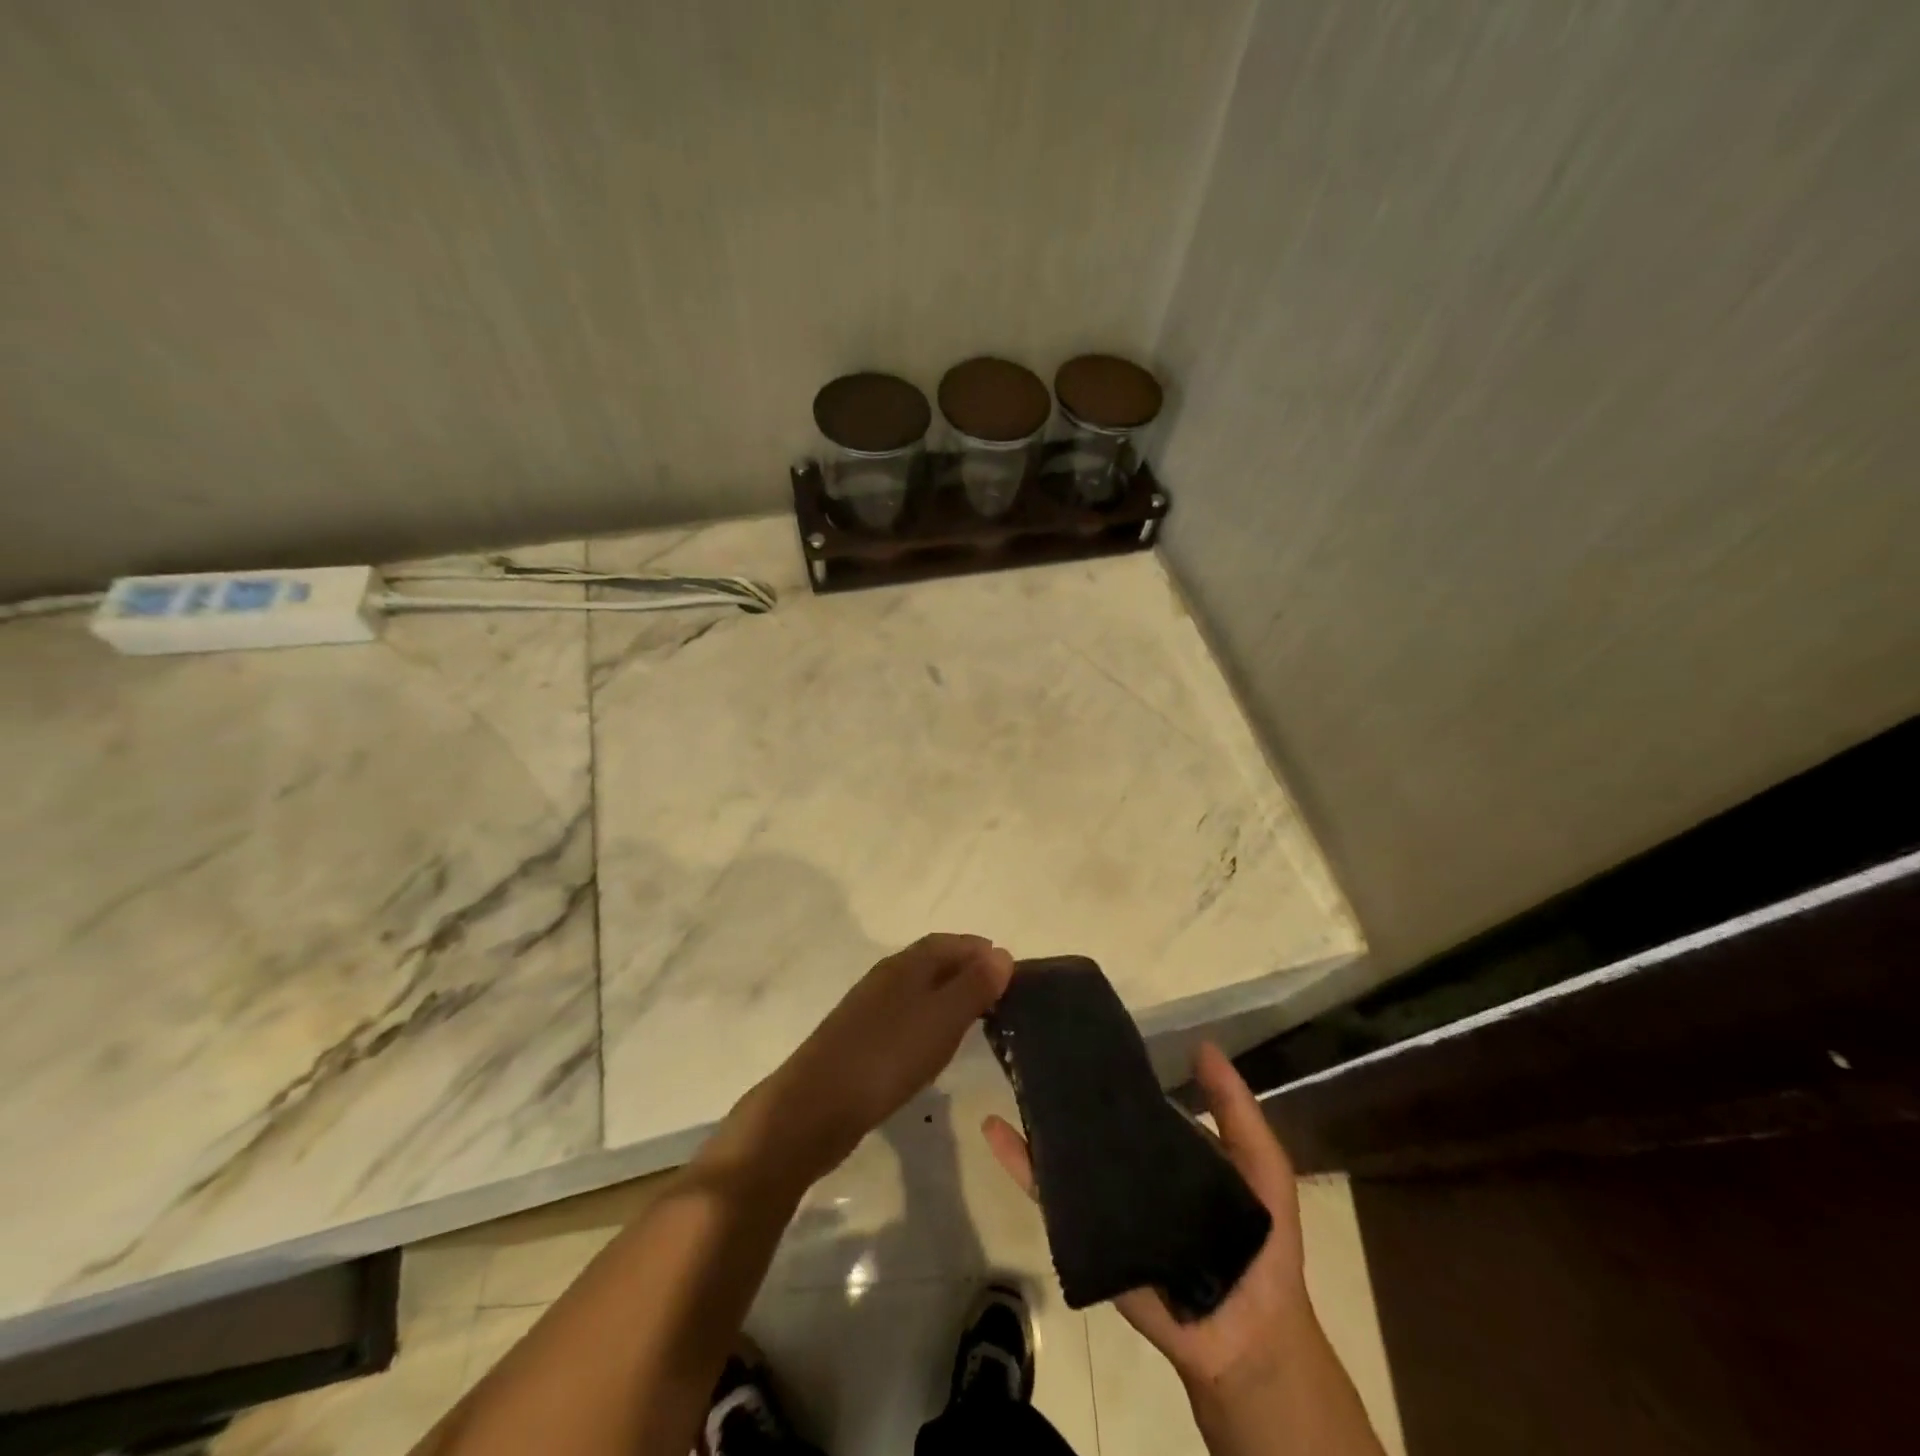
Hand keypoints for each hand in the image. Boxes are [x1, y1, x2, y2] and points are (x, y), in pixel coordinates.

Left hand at [707, 934, 1014, 1192]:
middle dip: (965, 971)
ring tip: (975, 1019)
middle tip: (999, 995)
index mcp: (906, 965)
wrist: (814, 1107)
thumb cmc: (886, 1057)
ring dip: (946, 996)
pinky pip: (904, 1017)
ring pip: (917, 990)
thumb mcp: (942, 1020)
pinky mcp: (859, 1040)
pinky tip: (934, 1046)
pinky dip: (928, 1020)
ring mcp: (869, 1009)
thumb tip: (1003, 953)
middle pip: (932, 962)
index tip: (1009, 967)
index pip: (948, 942)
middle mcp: (886, 977)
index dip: (978, 950)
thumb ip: (974, 986)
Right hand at [982, 1041, 1315, 1397]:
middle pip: (1092, 1121)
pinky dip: (1020, 1165)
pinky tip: (995, 1130)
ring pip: (1064, 1152)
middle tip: (1037, 1041)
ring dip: (1036, 1116)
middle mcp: (1131, 1168)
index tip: (1083, 1029)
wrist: (1248, 1337)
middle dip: (1067, 1085)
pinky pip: (1049, 1198)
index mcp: (1168, 1148)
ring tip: (1011, 1070)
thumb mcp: (1261, 1165)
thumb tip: (1202, 1044)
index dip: (1111, 1065)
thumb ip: (1236, 1110)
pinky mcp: (1085, 1234)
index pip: (1133, 1099)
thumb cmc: (1263, 1245)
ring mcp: (1105, 1201)